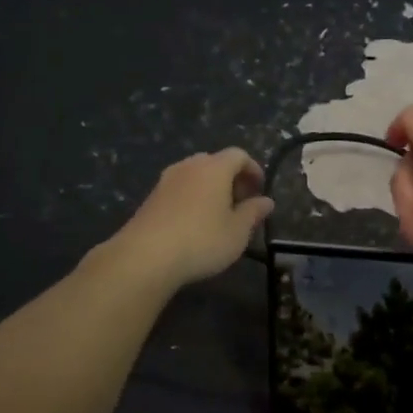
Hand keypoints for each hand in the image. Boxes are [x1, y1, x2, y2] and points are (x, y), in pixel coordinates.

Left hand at [99, 148, 273, 288]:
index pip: (239, 155)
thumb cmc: (202, 240)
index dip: (253, 169)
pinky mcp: (151, 197)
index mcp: (214, 168)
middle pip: (215, 162)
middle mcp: (189, 166)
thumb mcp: (237, 232)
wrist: (145, 256)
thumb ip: (253, 213)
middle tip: (241, 202)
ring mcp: (166, 180)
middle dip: (231, 178)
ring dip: (210, 188)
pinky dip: (192, 197)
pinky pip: (179, 189)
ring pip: (195, 175)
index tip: (260, 189)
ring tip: (218, 214)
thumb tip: (267, 201)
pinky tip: (194, 223)